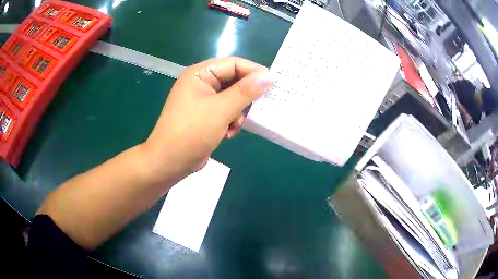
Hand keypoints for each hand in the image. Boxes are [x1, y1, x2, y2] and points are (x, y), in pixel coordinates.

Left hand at [142, 57, 272, 183]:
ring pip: (233, 98)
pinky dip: (231, 121)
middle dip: (244, 98)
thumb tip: (269, 75)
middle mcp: (202, 83)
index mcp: (200, 74)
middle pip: (234, 81)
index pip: (234, 64)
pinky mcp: (206, 115)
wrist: (169, 163)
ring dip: (238, 112)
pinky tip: (227, 133)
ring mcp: (203, 100)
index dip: (254, 72)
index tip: (273, 84)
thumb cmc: (191, 133)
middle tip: (253, 110)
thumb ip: (246, 91)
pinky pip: (227, 111)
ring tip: (233, 126)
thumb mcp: (220, 110)